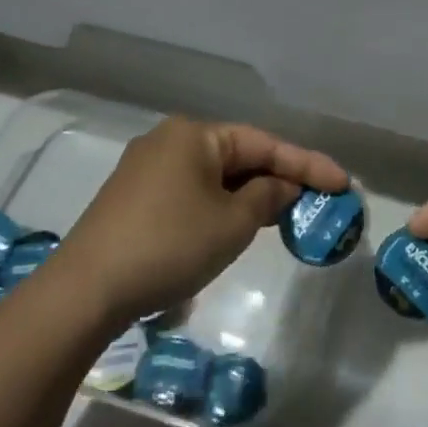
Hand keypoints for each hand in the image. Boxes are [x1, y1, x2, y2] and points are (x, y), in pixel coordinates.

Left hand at [49, 117, 348, 329]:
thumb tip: (281, 186)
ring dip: (250, 194)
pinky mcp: (134, 198)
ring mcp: (147, 169)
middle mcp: (170, 141)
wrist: (85, 291)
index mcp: (194, 135)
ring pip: (215, 176)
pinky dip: (221, 205)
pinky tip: (237, 225)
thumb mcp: (232, 223)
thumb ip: (267, 196)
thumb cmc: (169, 245)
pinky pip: (192, 191)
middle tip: (316, 201)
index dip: (308, 164)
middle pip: (239, 156)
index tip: (343, 183)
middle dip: (278, 178)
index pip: (264, 143)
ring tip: (284, 215)